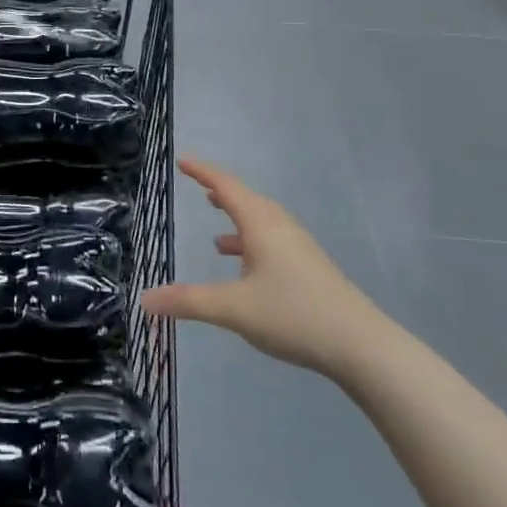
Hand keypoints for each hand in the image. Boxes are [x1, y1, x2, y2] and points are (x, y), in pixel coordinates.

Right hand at [142, 157, 389, 377]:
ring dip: (237, 219)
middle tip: (198, 186)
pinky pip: (272, 240)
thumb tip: (145, 299)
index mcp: (261, 224)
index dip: (202, 172)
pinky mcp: (309, 268)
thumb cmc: (293, 315)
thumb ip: (188, 302)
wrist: (362, 345)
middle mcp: (280, 227)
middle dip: (220, 192)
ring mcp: (299, 247)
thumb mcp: (234, 309)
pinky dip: (251, 242)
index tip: (182, 160)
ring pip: (262, 222)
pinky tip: (245, 267)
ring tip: (216, 231)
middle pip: (246, 199)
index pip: (226, 186)